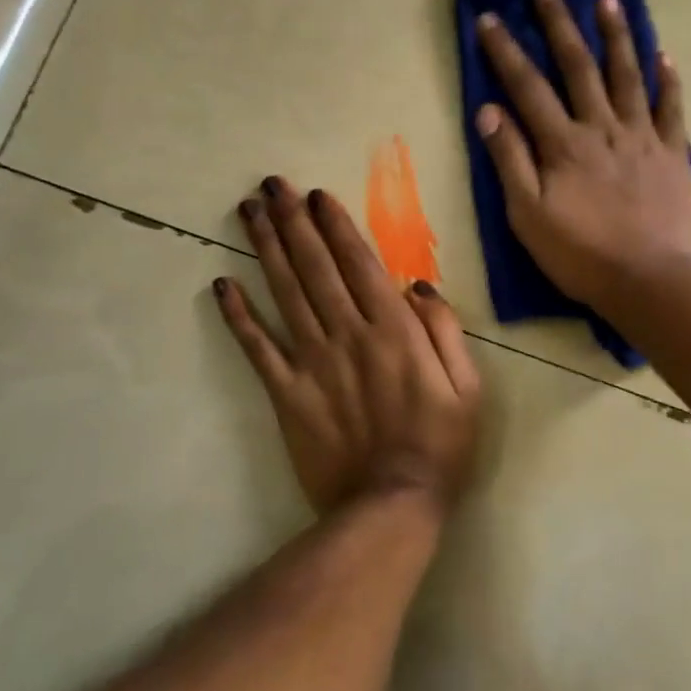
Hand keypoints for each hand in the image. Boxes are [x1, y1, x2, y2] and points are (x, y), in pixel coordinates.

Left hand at [214, 177, 481, 515]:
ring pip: (284, 293)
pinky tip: (222, 285)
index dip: (335, 225)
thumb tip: (417, 286)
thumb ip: (445, 330)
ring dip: (264, 249)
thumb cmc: (439, 443)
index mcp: (393, 329)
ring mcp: (312, 361)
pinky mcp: (286, 393)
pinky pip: (258, 348)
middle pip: (315, 266)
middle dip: (293, 221)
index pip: (359, 263)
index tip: (316, 195)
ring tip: (248, 212)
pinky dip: (239, 316)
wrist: (391, 505)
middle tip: (271, 185)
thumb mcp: (468, 386)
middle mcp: (348, 333)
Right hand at [474, 0, 690, 305]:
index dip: (506, 51)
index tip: (489, 19)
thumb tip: (488, 109)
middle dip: (559, 25)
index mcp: (563, 143)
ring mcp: (642, 137)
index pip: (527, 87)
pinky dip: (667, 81)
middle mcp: (602, 127)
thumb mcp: (527, 214)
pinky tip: (664, 56)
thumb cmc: (580, 253)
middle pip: (578, 66)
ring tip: (609, 1)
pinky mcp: (673, 154)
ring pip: (627, 75)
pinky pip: (671, 109)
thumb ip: (509, 159)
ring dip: (616, 36)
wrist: (649, 280)